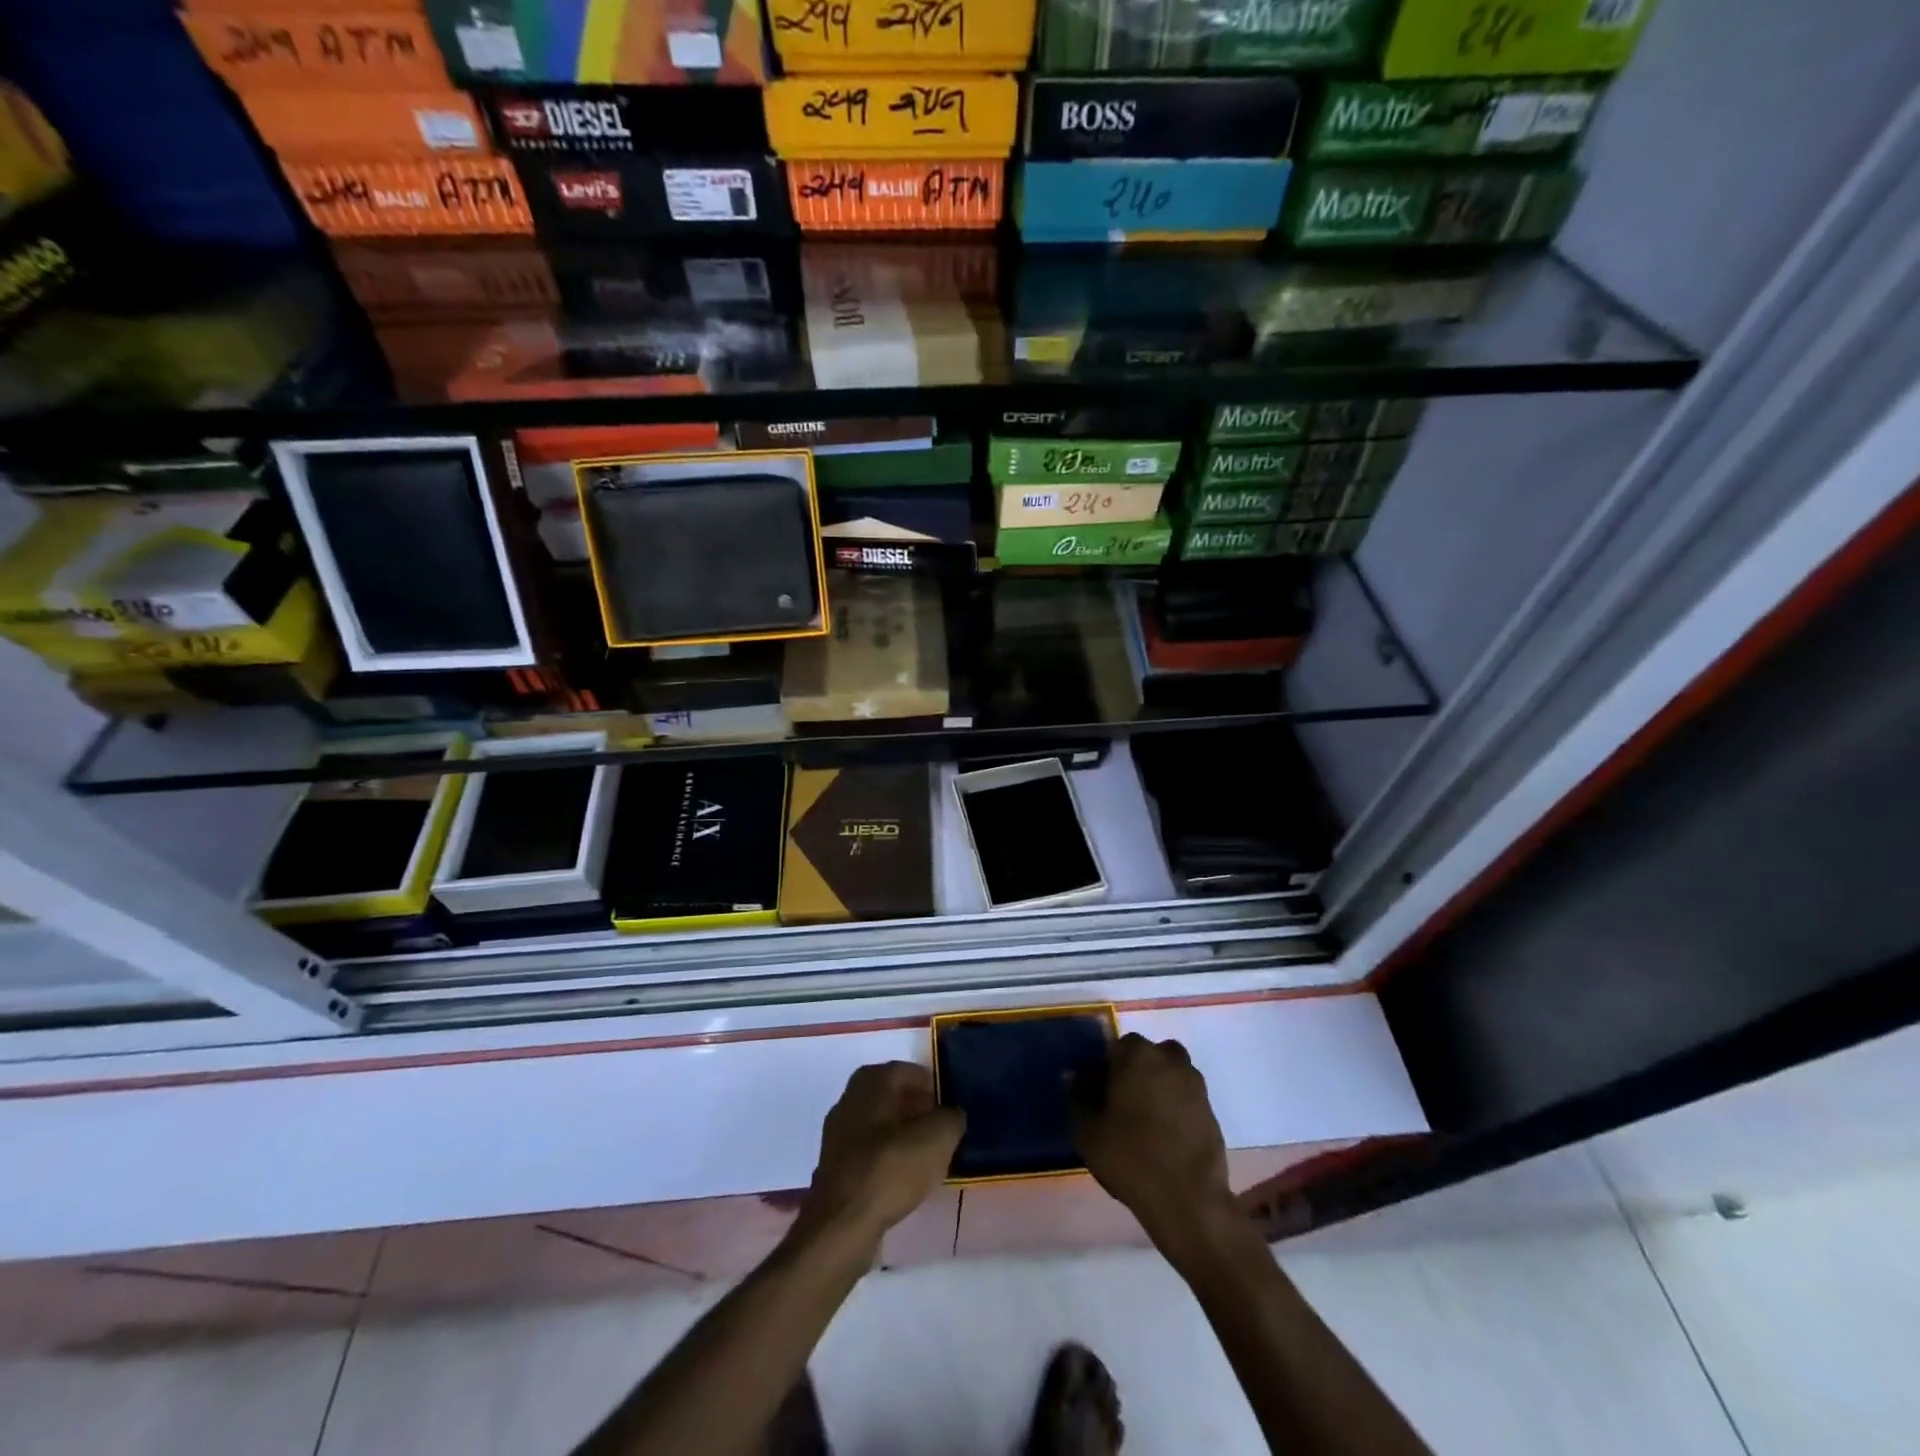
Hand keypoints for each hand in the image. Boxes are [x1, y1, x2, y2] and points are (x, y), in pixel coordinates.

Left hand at [798, 1062, 964, 1249]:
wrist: (842, 1224)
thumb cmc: (891, 1169)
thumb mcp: (938, 1138)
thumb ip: (951, 1118)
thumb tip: (951, 1115)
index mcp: (871, 1081)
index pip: (907, 1071)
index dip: (931, 1085)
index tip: (949, 1106)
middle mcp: (849, 1099)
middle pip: (889, 1095)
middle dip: (915, 1108)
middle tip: (939, 1128)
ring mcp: (837, 1134)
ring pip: (877, 1124)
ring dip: (900, 1134)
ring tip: (925, 1155)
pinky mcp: (833, 1167)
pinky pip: (867, 1151)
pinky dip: (885, 1157)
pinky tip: (902, 1178)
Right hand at [1074, 1034, 1236, 1261]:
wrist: (1188, 1201)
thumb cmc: (1131, 1157)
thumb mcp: (1088, 1132)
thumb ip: (1077, 1099)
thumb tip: (1072, 1078)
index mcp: (1138, 1055)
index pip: (1116, 1046)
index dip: (1104, 1067)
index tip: (1096, 1091)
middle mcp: (1169, 1060)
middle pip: (1147, 1055)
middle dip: (1134, 1070)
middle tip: (1120, 1101)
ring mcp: (1195, 1085)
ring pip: (1170, 1073)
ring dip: (1157, 1085)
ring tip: (1143, 1118)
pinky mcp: (1211, 1111)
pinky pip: (1185, 1097)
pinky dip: (1175, 1107)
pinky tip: (1163, 1135)